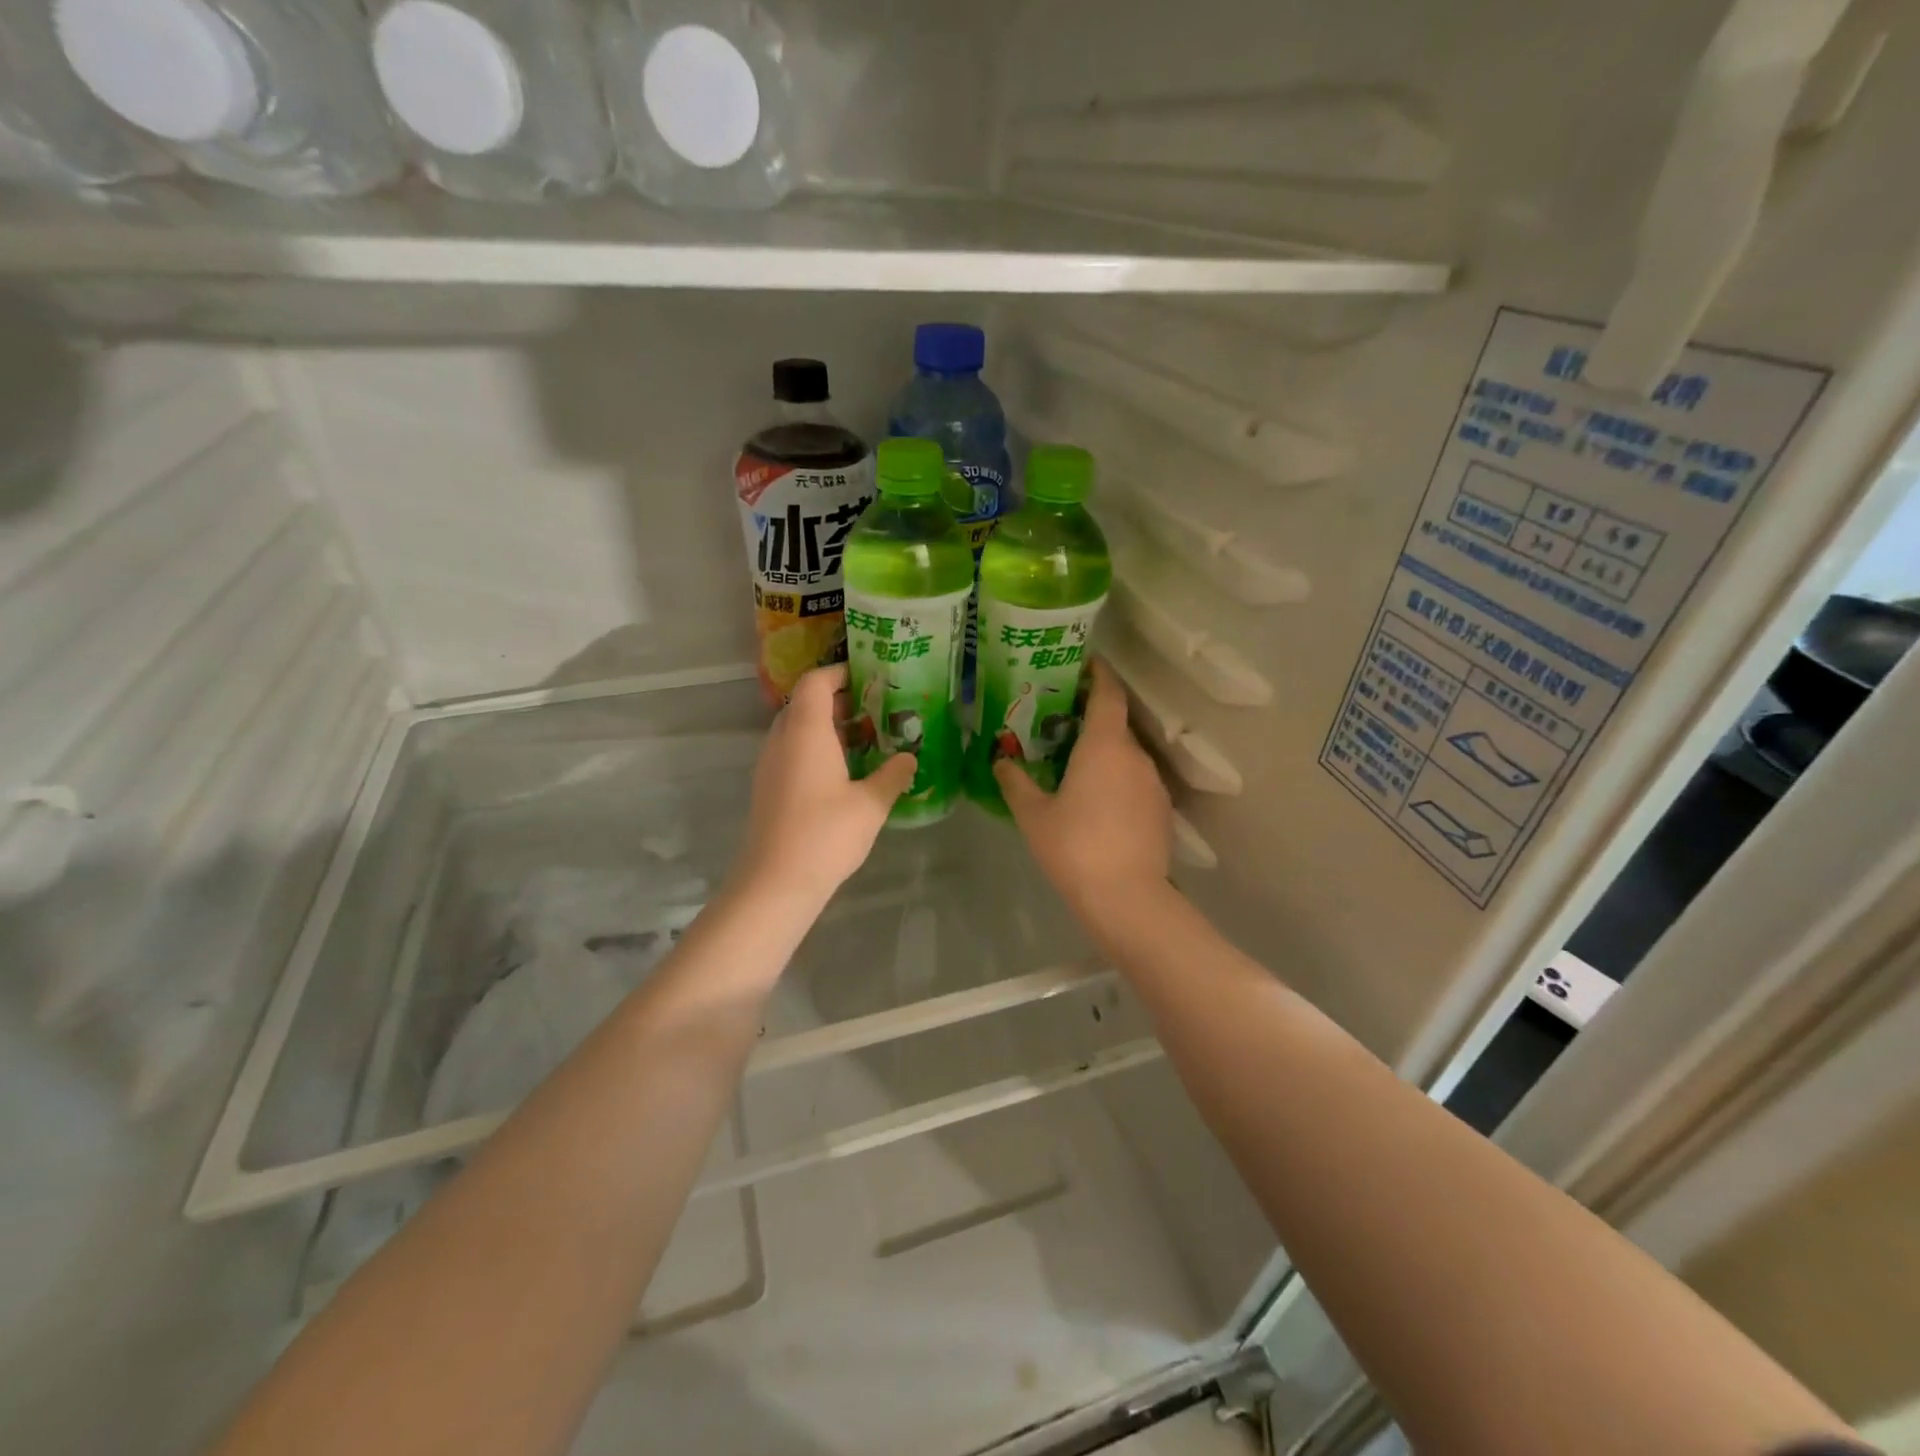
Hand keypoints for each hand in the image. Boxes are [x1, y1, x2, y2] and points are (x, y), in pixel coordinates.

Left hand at [730, 664, 916, 906]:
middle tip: (876, 710)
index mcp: (806, 731)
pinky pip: (792, 750)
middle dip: (839, 701)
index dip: (840, 673)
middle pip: (805, 702)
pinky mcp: (768, 786)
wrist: (775, 882)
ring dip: (828, 726)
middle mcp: (782, 739)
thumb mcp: (871, 804)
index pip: (816, 682)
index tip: (869, 678)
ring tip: (865, 740)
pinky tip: (844, 772)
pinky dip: (816, 748)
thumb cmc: (825, 834)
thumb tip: (910, 758)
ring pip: (797, 728)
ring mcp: (770, 763)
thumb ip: (893, 775)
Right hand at [994, 658, 1171, 918]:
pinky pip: (1136, 781)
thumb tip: (1000, 761)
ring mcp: (1153, 784)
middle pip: (1116, 724)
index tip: (1084, 664)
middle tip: (1061, 724)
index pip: (1108, 694)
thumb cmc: (1074, 847)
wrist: (1126, 898)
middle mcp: (1135, 756)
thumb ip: (1015, 783)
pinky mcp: (1162, 810)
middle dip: (1092, 719)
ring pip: (1127, 756)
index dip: (1098, 674)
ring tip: (1076, 766)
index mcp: (1105, 746)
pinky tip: (1098, 803)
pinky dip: (1117, 780)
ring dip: (1105, 753)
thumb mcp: (1033, 815)